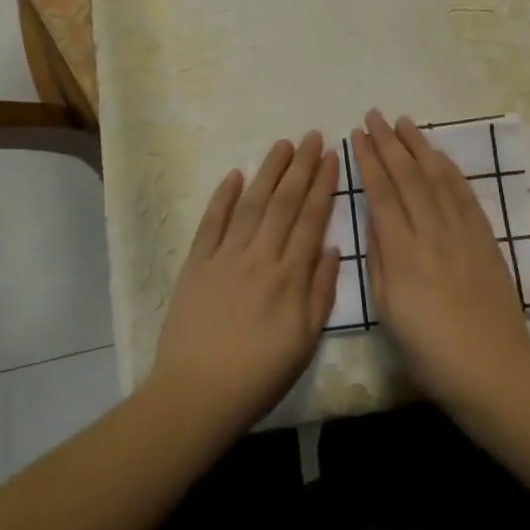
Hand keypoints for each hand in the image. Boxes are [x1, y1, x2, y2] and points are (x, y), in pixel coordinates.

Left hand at [149, 132, 339, 437]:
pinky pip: (212, 221)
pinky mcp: (197, 262)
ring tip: (283, 144)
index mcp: (290, 276)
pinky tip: (235, 174)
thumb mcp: (305, 341)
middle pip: (284, 202)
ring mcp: (226, 255)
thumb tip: (332, 246)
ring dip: (268, 171)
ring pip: (252, 202)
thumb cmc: (259, 374)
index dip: (323, 185)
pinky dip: (223, 196)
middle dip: (301, 166)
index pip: (311, 218)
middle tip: (312, 136)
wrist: (198, 393)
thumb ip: (320, 291)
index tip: (331, 157)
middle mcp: (260, 256)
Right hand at [353, 109, 529, 416]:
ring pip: (437, 176)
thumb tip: (373, 217)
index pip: (381, 192)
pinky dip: (449, 168)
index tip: (357, 136)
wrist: (492, 369)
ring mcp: (462, 232)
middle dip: (388, 142)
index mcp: (403, 253)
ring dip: (419, 145)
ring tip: (403, 122)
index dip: (368, 160)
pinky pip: (464, 193)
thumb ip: (379, 258)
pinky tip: (438, 154)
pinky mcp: (485, 237)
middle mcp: (431, 232)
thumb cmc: (429, 350)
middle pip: (408, 175)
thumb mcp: (388, 310)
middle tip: (374, 116)